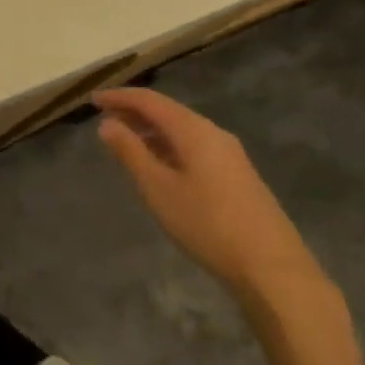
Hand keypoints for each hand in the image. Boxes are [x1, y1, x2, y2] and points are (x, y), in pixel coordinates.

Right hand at [94, 89, 337, 321]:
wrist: (271, 267)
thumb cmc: (207, 224)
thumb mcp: (158, 189)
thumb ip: (131, 153)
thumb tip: (107, 124)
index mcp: (193, 130)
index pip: (150, 101)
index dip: (120, 97)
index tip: (93, 100)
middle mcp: (213, 133)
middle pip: (168, 112)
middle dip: (135, 113)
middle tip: (105, 120)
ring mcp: (230, 154)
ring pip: (183, 131)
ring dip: (152, 131)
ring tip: (127, 143)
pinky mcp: (238, 175)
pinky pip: (195, 147)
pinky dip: (170, 147)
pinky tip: (161, 167)